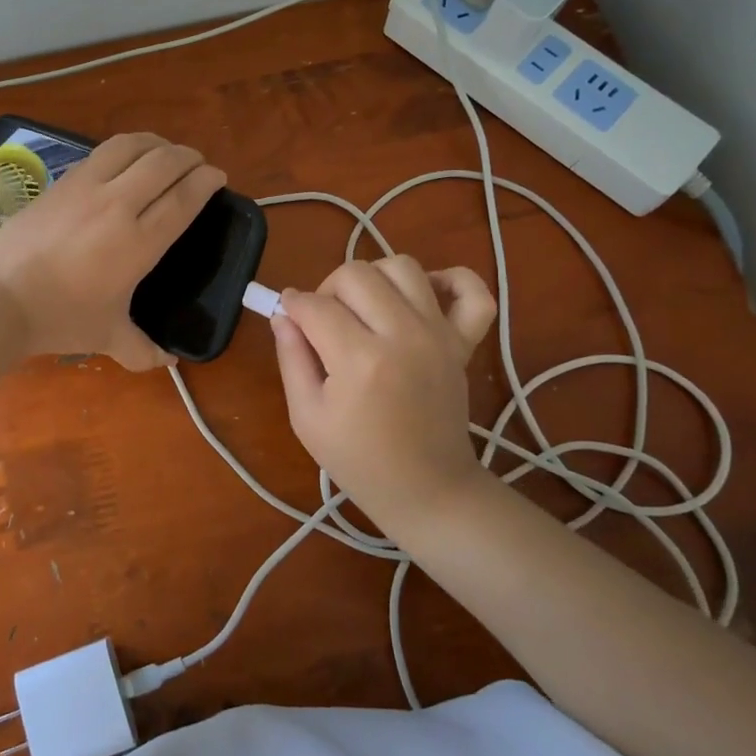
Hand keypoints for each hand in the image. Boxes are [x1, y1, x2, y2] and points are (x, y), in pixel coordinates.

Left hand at [0, 132, 224, 369]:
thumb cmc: (60, 318)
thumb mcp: (108, 337)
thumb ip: (144, 350)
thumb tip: (169, 361)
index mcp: (139, 242)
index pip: (184, 197)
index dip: (206, 181)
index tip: (217, 177)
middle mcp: (118, 204)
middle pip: (164, 162)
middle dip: (189, 157)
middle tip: (197, 165)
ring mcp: (86, 187)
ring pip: (131, 146)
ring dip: (156, 143)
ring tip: (165, 152)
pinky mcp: (61, 181)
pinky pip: (101, 152)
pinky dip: (124, 148)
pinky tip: (124, 160)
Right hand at [271, 256, 496, 525]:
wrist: (427, 489)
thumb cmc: (358, 459)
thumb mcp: (306, 417)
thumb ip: (291, 358)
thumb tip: (283, 314)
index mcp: (360, 361)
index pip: (316, 305)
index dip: (292, 305)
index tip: (287, 315)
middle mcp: (403, 335)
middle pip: (356, 274)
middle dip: (328, 288)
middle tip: (323, 320)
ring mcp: (439, 334)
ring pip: (402, 266)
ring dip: (374, 278)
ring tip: (364, 308)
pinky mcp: (464, 341)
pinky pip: (471, 290)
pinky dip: (450, 280)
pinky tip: (422, 295)